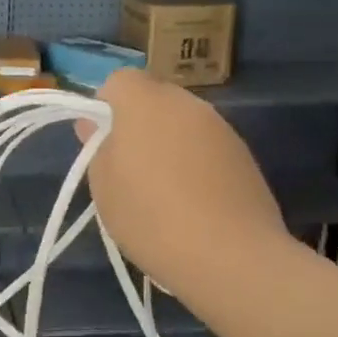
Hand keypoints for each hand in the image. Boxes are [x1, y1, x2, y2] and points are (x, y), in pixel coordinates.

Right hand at [77, 70, 296, 295]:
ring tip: (162, 190)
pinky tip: (193, 202)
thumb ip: (97, 147)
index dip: (105, 106)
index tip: (102, 142)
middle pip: (154, 98)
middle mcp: (187, 104)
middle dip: (138, 123)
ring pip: (183, 122)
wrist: (230, 256)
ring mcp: (221, 127)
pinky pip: (207, 146)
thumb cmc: (150, 216)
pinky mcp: (244, 154)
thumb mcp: (104, 186)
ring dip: (168, 142)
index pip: (119, 80)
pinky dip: (195, 162)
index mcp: (145, 102)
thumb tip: (93, 125)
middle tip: (128, 168)